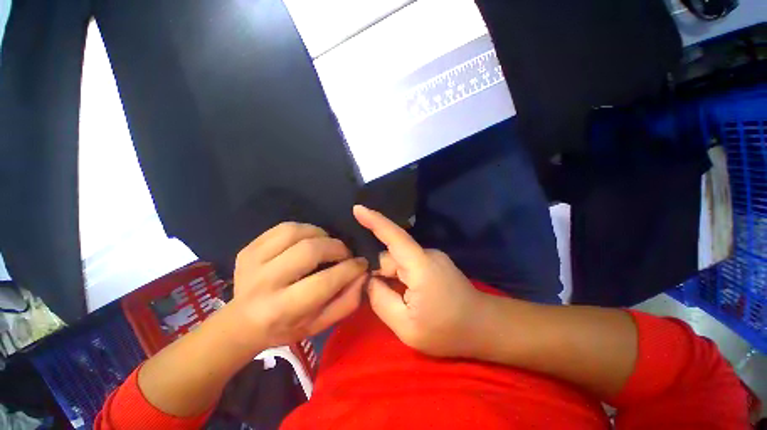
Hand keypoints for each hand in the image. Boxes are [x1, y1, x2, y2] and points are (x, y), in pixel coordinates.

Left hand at [230, 222, 368, 350]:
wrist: (242, 322)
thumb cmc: (286, 327)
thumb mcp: (320, 324)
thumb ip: (346, 302)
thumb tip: (363, 275)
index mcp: (282, 309)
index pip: (324, 282)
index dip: (350, 268)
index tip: (361, 263)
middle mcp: (264, 283)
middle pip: (309, 250)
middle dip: (336, 247)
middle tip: (345, 254)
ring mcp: (252, 261)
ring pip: (296, 232)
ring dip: (320, 235)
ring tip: (327, 244)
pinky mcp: (249, 248)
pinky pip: (283, 227)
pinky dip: (304, 229)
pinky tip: (309, 240)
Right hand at [353, 205, 486, 357]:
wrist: (484, 327)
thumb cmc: (447, 331)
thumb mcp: (406, 326)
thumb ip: (381, 300)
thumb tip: (369, 279)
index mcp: (420, 266)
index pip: (394, 236)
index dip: (374, 220)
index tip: (357, 208)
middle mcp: (426, 254)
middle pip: (391, 255)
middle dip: (377, 271)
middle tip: (369, 294)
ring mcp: (432, 257)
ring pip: (398, 261)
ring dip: (388, 276)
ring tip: (390, 299)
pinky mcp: (433, 262)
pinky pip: (407, 264)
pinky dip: (398, 276)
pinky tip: (401, 294)